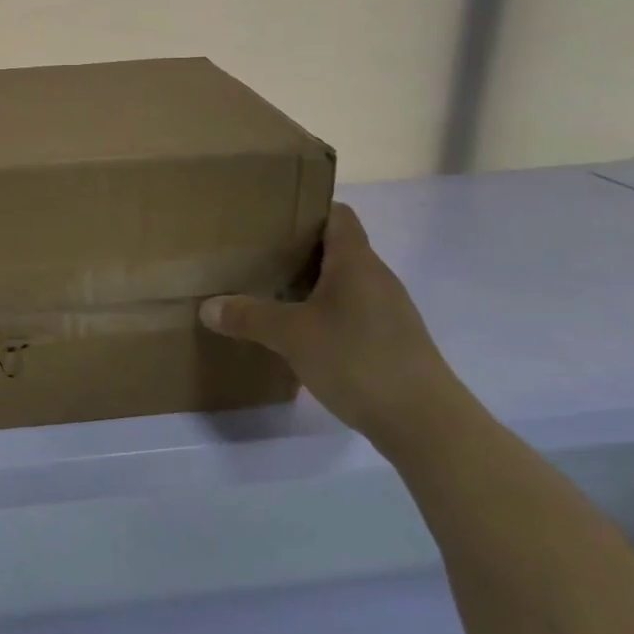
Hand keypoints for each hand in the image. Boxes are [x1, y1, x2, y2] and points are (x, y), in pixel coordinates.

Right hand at [199, 203, 471, 450]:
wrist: (425, 423)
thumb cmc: (357, 360)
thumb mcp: (292, 336)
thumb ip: (248, 316)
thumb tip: (208, 306)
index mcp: (356, 261)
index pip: (337, 214)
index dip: (306, 209)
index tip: (270, 219)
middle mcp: (376, 278)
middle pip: (336, 249)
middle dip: (296, 251)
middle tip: (256, 257)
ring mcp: (388, 311)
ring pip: (342, 283)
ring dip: (309, 286)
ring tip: (270, 294)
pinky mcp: (391, 341)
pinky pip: (351, 312)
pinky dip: (324, 314)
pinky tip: (300, 335)